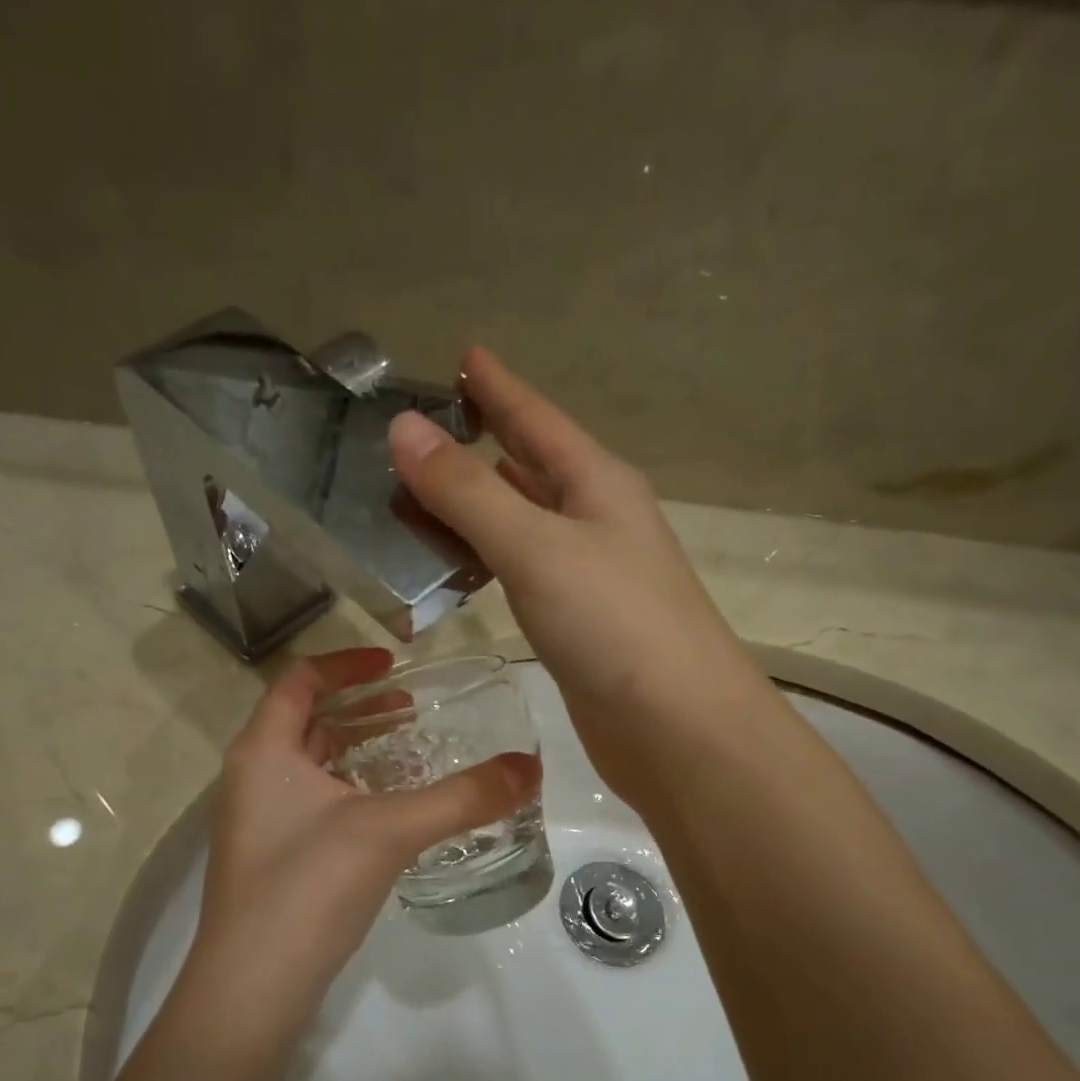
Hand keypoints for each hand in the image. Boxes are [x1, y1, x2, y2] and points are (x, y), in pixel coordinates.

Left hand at [176, 647, 540, 1049]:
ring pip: (307, 762)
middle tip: (411, 707)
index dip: (347, 663)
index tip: (395, 665)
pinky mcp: (271, 855)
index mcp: (263, 749)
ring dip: (354, 747)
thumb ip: (463, 797)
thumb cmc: (308, 887)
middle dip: (358, 706)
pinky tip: (388, 808)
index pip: (300, 679)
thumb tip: (530, 767)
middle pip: (304, 718)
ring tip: (407, 748)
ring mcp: (257, 819)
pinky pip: (311, 798)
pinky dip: (348, 786)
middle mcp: (251, 775)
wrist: (252, 988)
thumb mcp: (390, 830)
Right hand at [388, 349, 759, 810]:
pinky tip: (460, 564)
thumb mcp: (535, 546)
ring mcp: (591, 572)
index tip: (465, 354)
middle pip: (532, 465)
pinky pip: (522, 570)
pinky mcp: (578, 621)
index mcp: (597, 483)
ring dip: (479, 504)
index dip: (499, 386)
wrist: (675, 726)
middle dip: (483, 442)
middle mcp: (597, 519)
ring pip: (524, 521)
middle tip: (423, 430)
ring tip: (422, 492)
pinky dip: (487, 557)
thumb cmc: (613, 623)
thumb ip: (468, 492)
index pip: (537, 418)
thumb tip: (404, 429)